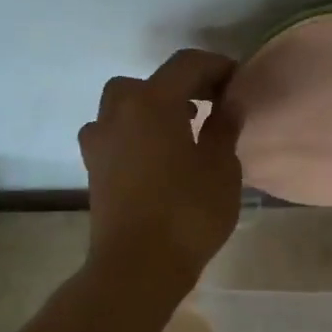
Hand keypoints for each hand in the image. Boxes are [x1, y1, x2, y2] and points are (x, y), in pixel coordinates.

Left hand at [80, 48, 242, 290]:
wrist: (137, 267)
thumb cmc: (187, 213)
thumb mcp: (221, 168)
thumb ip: (224, 128)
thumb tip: (229, 103)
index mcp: (153, 102)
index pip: (187, 64)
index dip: (216, 66)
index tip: (238, 83)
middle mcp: (119, 112)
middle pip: (150, 80)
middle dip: (182, 85)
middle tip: (210, 104)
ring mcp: (100, 139)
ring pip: (124, 103)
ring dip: (152, 105)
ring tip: (181, 127)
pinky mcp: (93, 166)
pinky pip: (113, 131)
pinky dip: (134, 130)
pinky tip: (155, 153)